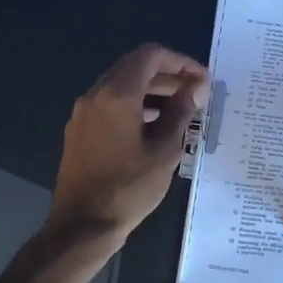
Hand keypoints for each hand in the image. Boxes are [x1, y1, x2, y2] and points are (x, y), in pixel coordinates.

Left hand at [49, 44, 207, 239]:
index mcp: (117, 94)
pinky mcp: (80, 130)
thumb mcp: (164, 151)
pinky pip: (110, 103)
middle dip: (168, 74)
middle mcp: (96, 95)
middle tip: (196, 93)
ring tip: (181, 110)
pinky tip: (155, 126)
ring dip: (152, 90)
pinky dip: (135, 104)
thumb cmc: (128, 188)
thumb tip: (196, 88)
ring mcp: (84, 113)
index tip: (202, 80)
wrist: (81, 227)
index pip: (151, 55)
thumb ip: (181, 113)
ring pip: (122, 85)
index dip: (181, 62)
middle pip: (135, 66)